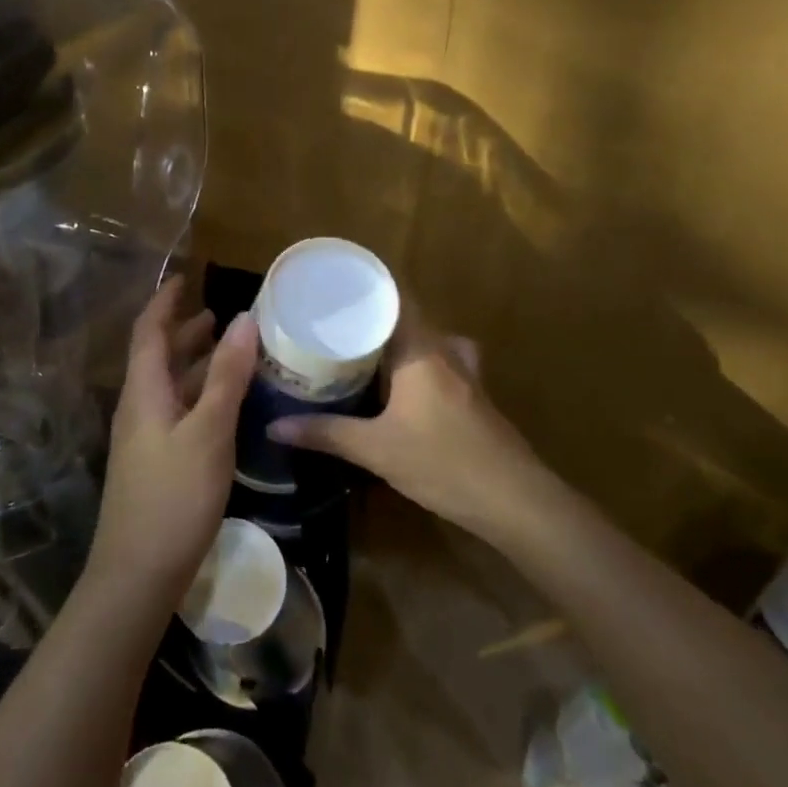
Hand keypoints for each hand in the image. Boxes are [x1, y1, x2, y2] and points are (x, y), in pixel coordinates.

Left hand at [89, 276, 258, 594]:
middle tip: (218, 315)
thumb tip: (243, 319)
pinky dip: (200, 395)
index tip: (185, 277)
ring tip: (229, 350)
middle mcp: (139, 407)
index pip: (148, 331)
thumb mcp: (208, 431)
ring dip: (195, 363)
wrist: (138, 573)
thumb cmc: (174, 496)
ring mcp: (145, 437)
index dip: (165, 301)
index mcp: (144, 391)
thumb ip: (227, 376)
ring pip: (170, 386)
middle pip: (158, 356)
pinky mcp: (155, 462)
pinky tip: (225, 404)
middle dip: (184, 331)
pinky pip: (178, 411)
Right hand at [267, 302, 541, 543]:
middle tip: (328, 321)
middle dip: (369, 317)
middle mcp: (444, 350)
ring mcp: (464, 372)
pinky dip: (412, 363)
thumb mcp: (375, 450)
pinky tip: (396, 385)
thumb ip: (324, 433)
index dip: (365, 287)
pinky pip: (436, 362)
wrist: (514, 500)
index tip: (331, 286)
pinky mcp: (472, 395)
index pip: (394, 297)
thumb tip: (273, 426)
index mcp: (420, 349)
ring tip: (356, 347)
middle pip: (405, 317)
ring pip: (423, 340)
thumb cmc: (443, 463)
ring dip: (393, 341)